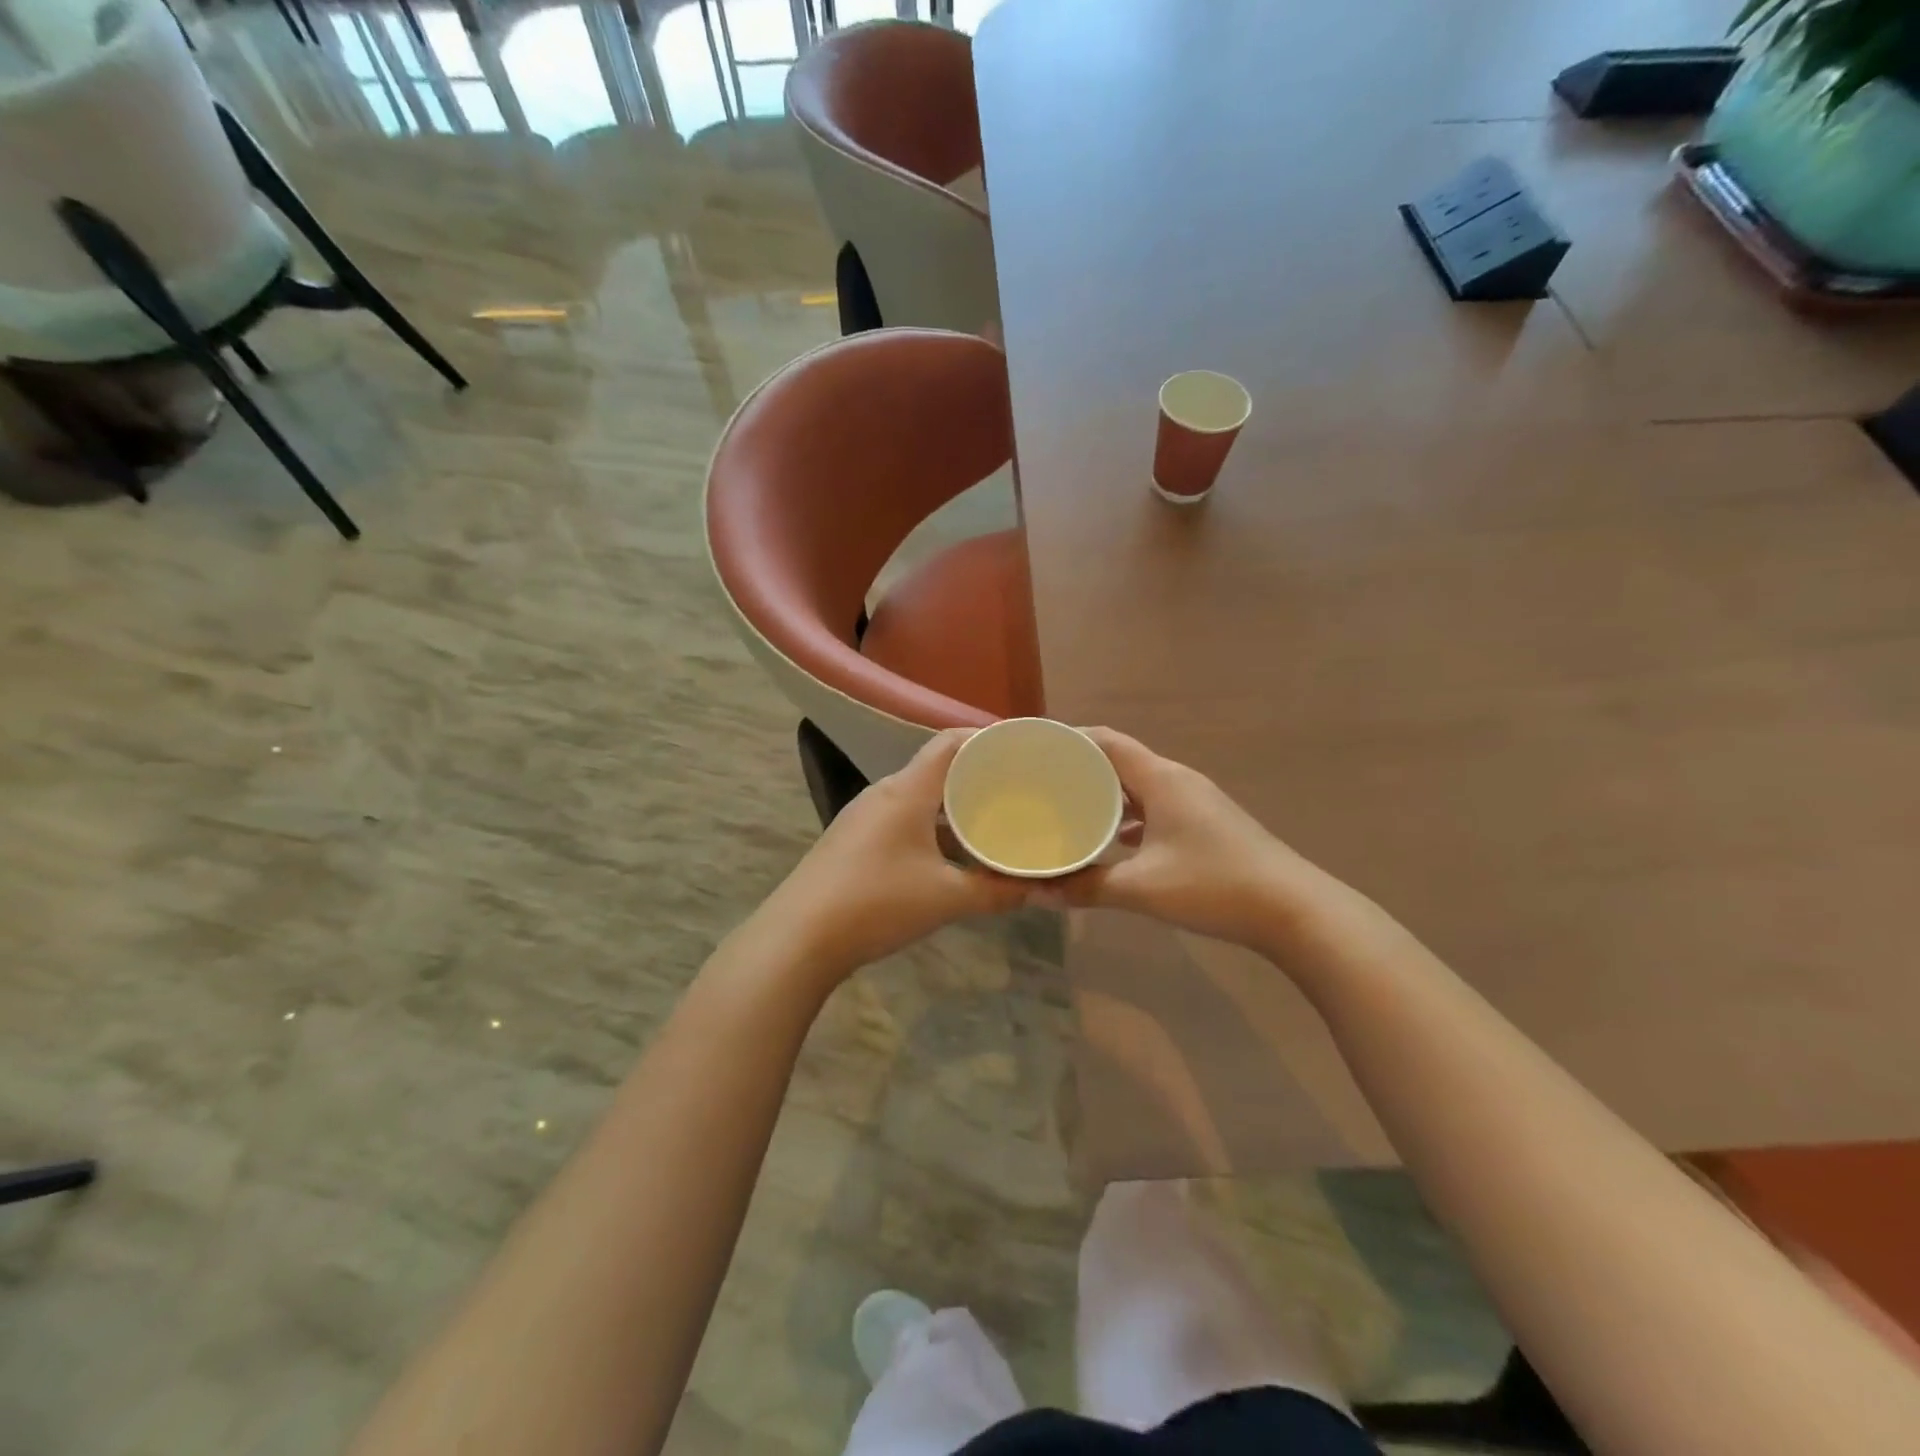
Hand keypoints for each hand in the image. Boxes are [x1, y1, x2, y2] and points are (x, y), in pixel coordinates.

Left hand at [754, 730, 1026, 981]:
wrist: (798, 938)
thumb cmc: (877, 904)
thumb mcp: (946, 899)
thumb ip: (996, 892)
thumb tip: (1034, 889)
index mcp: (907, 791)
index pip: (950, 743)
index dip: (985, 738)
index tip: (1020, 750)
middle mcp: (884, 794)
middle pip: (936, 770)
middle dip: (976, 778)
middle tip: (1016, 792)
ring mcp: (864, 817)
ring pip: (919, 800)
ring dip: (953, 809)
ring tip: (990, 823)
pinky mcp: (853, 841)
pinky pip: (903, 821)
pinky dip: (932, 829)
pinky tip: (950, 856)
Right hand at [1057, 729, 1319, 952]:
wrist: (1294, 910)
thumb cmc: (1214, 885)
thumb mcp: (1143, 888)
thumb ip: (1087, 887)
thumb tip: (1037, 892)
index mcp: (1162, 779)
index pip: (1107, 741)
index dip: (1070, 739)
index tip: (1035, 750)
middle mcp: (1178, 781)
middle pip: (1121, 761)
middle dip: (1081, 769)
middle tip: (1041, 784)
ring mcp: (1195, 803)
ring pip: (1139, 788)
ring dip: (1106, 796)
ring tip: (1068, 810)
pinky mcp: (1205, 826)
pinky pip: (1156, 810)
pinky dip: (1129, 819)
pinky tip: (1112, 843)